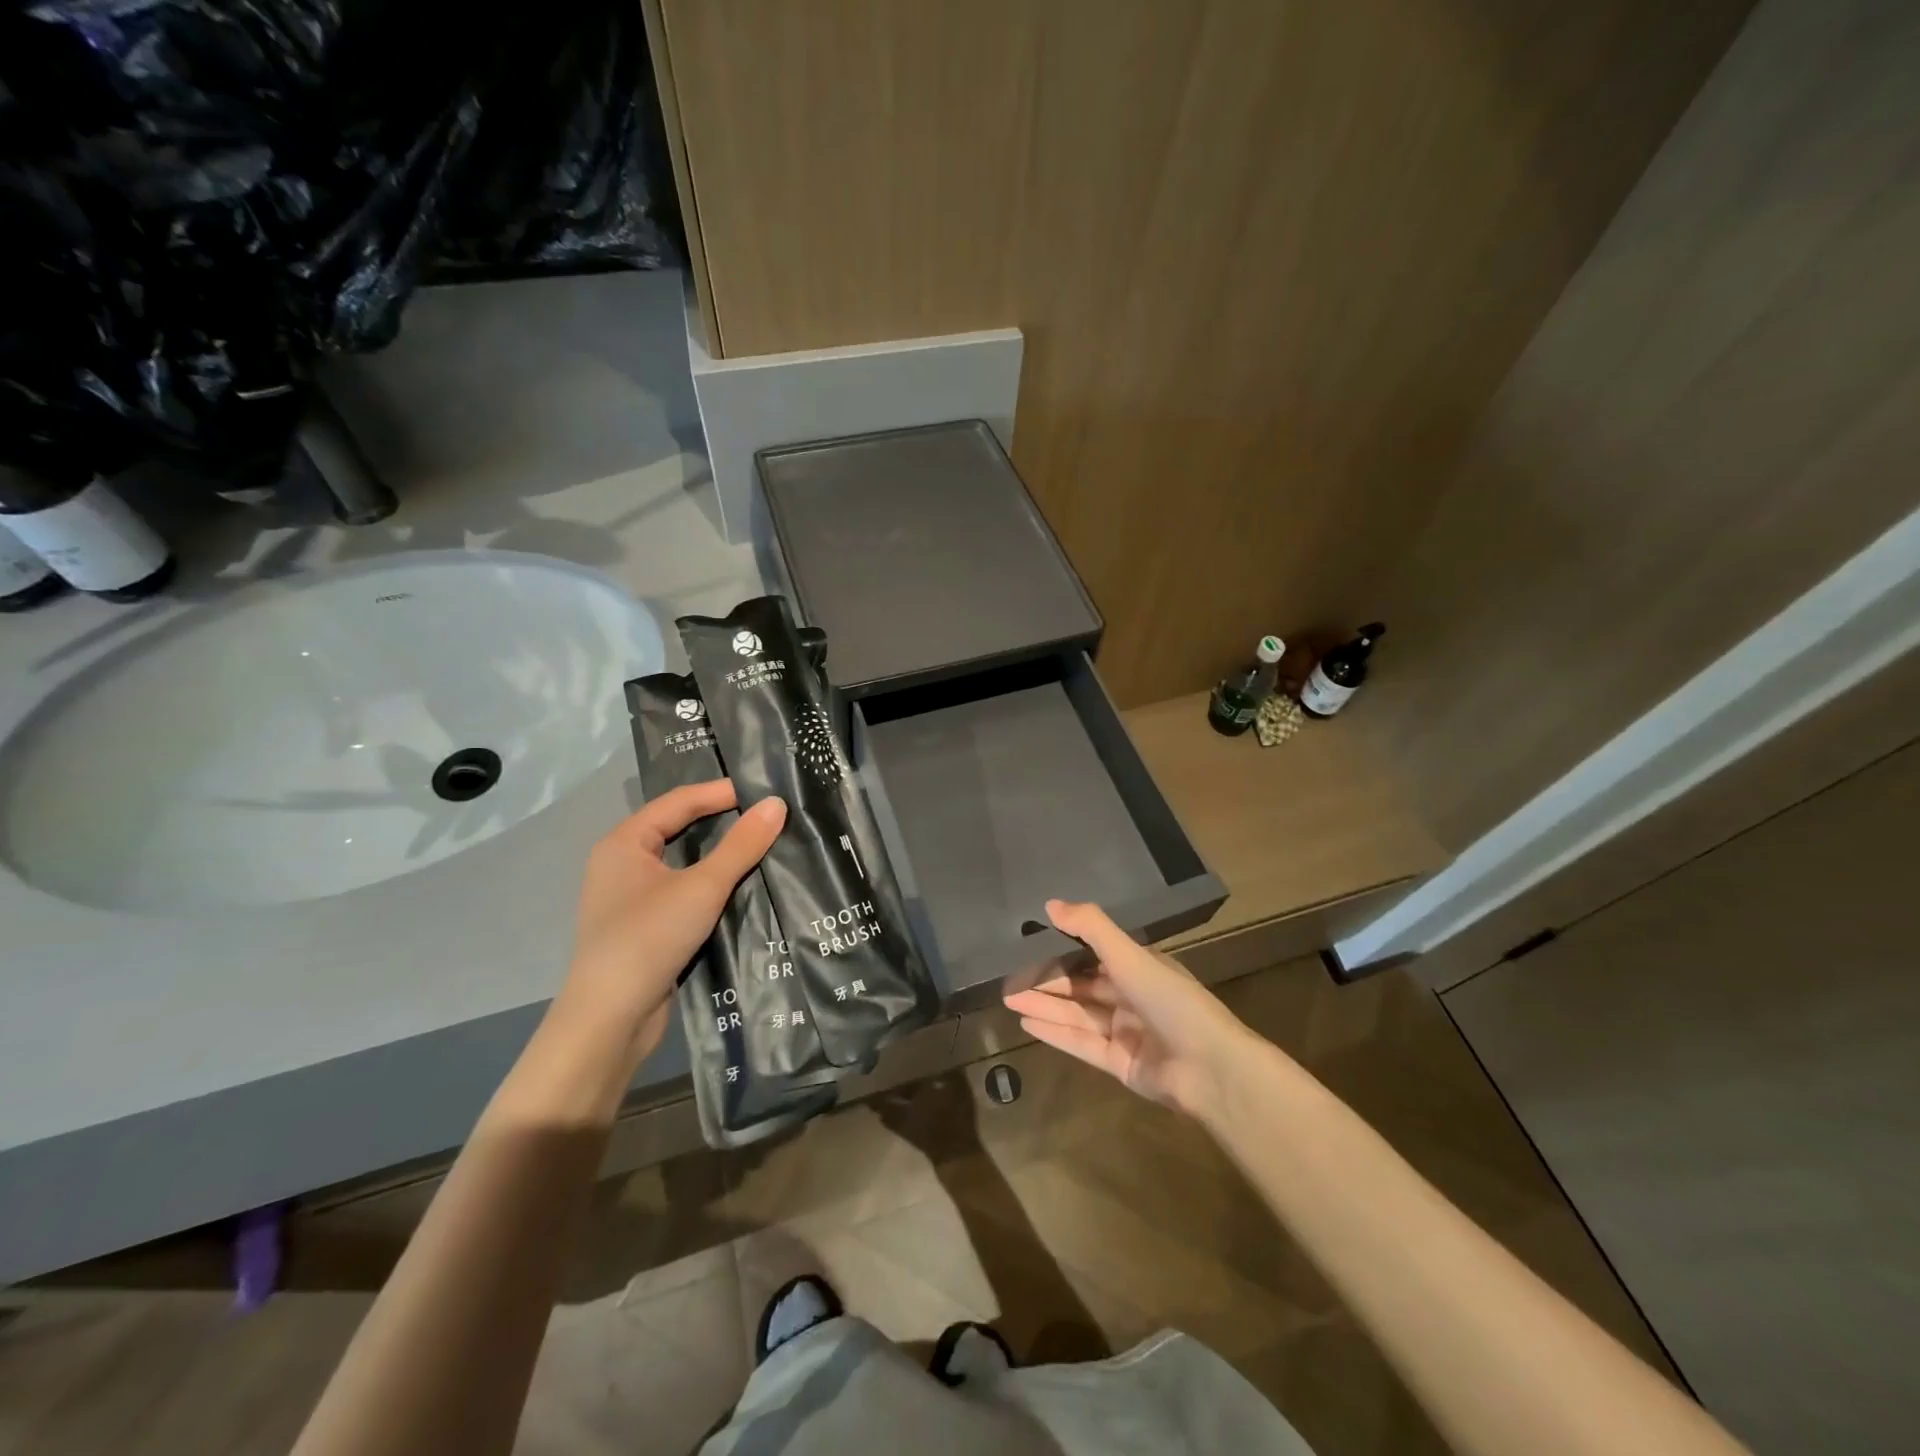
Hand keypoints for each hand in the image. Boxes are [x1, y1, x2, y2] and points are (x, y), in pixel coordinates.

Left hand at [561, 782, 786, 1059]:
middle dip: (720, 819)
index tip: (764, 791)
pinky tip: (739, 886)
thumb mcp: (702, 887)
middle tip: (765, 813)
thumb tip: (776, 805)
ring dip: (717, 853)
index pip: (678, 802)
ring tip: (760, 844)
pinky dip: (709, 882)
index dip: (720, 792)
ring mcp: (630, 897)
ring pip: (681, 861)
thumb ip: (741, 845)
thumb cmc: (649, 938)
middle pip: (677, 827)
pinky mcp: (643, 925)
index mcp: (624, 842)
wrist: (609, 1019)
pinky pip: (681, 889)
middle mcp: (621, 863)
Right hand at [1003, 899, 1253, 1118]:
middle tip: (1009, 977)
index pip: (1095, 955)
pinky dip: (1055, 1034)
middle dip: (1047, 982)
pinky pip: (1081, 1044)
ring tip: (1007, 999)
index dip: (1063, 950)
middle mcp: (1133, 998)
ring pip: (1077, 1015)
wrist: (1210, 1069)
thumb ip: (1091, 928)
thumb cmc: (1172, 1002)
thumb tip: (1050, 904)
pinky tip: (1026, 1025)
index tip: (1030, 943)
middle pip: (1082, 987)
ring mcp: (1126, 1033)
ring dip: (1045, 1006)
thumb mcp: (1131, 956)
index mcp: (1141, 968)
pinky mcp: (1120, 1064)